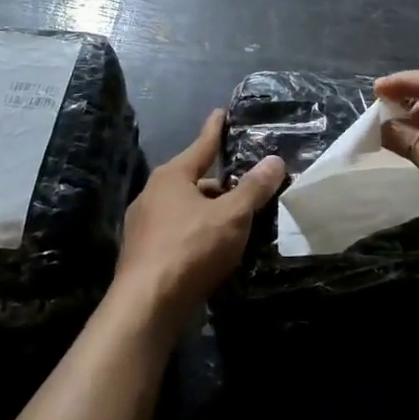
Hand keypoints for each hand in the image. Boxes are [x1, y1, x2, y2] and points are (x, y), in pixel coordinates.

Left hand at [114, 109, 285, 324]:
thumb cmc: (190, 249)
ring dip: (210, 211)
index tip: (222, 113)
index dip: (216, 129)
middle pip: (195, 180)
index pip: (201, 145)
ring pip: (186, 209)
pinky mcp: (143, 253)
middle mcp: (152, 194)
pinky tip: (214, 248)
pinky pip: (178, 232)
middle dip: (221, 183)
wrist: (146, 306)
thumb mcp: (231, 216)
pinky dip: (197, 233)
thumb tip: (275, 160)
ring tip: (237, 221)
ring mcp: (143, 225)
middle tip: (248, 186)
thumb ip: (254, 188)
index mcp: (171, 177)